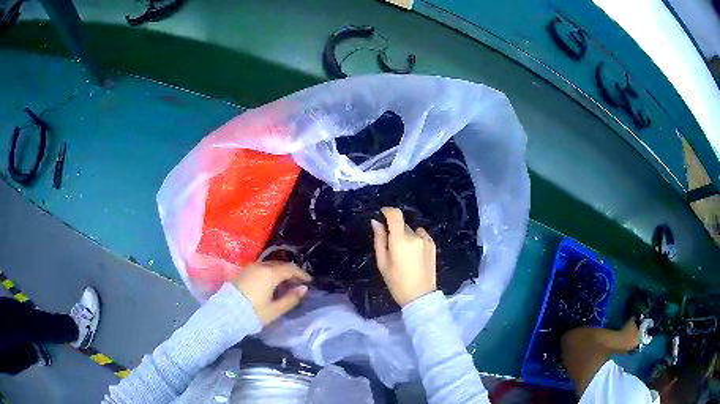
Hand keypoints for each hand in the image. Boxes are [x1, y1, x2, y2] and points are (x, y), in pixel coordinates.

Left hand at [233, 262, 310, 324]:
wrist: (226, 312)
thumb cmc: (253, 312)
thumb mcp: (275, 309)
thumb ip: (290, 298)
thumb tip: (303, 288)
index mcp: (270, 273)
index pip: (290, 269)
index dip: (301, 274)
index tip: (309, 281)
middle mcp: (260, 266)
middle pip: (280, 265)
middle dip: (291, 272)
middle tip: (299, 281)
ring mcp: (250, 267)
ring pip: (270, 265)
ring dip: (280, 271)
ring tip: (286, 282)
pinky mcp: (243, 271)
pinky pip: (261, 268)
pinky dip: (270, 272)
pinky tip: (272, 282)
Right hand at [371, 207, 436, 306]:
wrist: (420, 296)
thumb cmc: (397, 282)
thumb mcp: (383, 262)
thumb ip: (379, 240)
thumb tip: (376, 222)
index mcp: (400, 240)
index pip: (395, 215)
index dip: (387, 211)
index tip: (382, 214)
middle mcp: (415, 236)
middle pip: (402, 225)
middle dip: (395, 231)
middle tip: (391, 247)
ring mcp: (426, 240)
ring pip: (412, 231)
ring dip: (406, 236)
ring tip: (404, 253)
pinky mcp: (433, 245)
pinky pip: (421, 236)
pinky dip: (416, 240)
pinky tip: (414, 255)